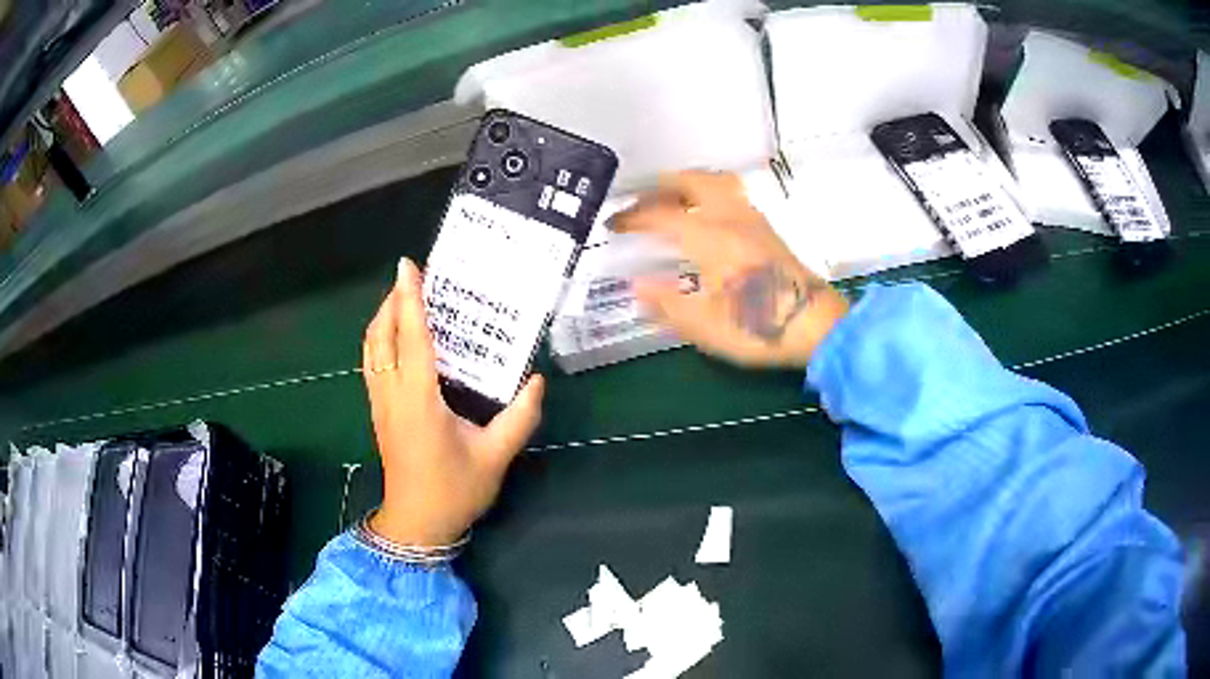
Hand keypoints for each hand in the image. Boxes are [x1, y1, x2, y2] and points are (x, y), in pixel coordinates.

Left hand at [361, 258, 543, 546]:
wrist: (418, 524)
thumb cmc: (454, 490)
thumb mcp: (495, 456)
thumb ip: (519, 417)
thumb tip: (537, 380)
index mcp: (419, 400)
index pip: (411, 338)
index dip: (409, 299)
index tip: (408, 266)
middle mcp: (393, 395)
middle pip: (381, 336)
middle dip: (392, 301)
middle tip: (414, 278)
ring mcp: (380, 404)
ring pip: (370, 349)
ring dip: (382, 318)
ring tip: (404, 299)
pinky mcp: (379, 413)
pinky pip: (371, 364)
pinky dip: (379, 339)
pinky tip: (396, 338)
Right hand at [610, 171, 849, 367]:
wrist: (816, 324)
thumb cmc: (761, 327)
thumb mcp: (706, 327)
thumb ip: (667, 304)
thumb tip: (636, 286)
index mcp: (711, 238)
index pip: (663, 216)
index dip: (634, 217)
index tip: (613, 224)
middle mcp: (731, 218)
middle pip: (692, 182)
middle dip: (661, 186)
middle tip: (641, 200)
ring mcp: (753, 220)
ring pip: (716, 183)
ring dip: (688, 184)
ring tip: (671, 199)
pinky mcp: (767, 229)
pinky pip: (732, 194)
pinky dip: (709, 193)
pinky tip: (706, 215)